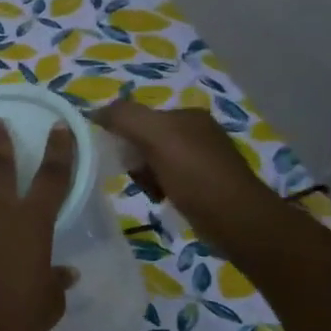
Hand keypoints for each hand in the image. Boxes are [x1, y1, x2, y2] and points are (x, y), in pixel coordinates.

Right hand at [92, 97, 281, 247]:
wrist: (235, 218)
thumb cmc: (195, 175)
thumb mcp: (156, 137)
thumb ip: (125, 117)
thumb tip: (95, 112)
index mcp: (187, 115)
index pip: (140, 117)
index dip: (122, 135)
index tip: (116, 157)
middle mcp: (197, 131)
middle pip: (145, 139)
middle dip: (134, 159)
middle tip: (136, 177)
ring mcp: (203, 157)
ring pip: (154, 161)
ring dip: (144, 176)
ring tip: (150, 191)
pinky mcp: (205, 182)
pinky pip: (168, 178)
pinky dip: (159, 188)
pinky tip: (161, 198)